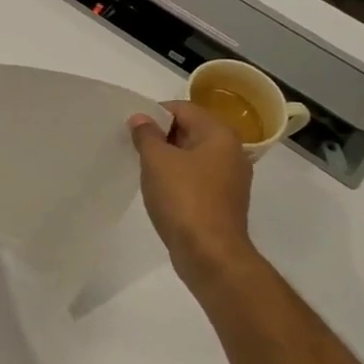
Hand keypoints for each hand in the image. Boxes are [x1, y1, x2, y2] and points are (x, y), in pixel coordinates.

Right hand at [129, 100, 255, 294]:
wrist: (210, 255)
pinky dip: (177, 178)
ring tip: (143, 168)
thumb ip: (146, 134)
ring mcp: (230, 179)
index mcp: (220, 135)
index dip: (154, 113)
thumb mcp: (157, 160)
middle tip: (133, 146)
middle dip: (160, 135)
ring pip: (192, 156)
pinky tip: (159, 189)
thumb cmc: (184, 199)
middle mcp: (231, 152)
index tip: (132, 128)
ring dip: (168, 158)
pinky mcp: (223, 201)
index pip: (183, 109)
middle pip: (190, 130)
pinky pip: (197, 178)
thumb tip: (141, 118)